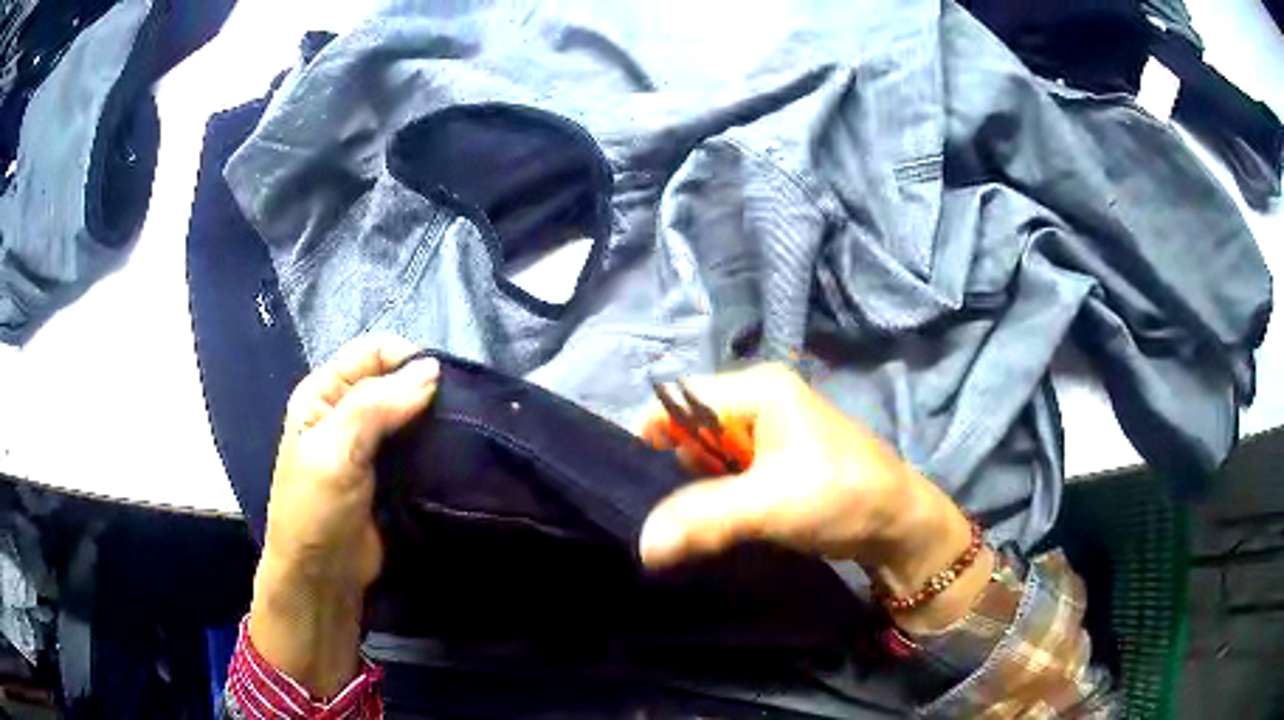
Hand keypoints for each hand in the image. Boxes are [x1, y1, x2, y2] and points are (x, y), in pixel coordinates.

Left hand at [250, 335, 438, 697]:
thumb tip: (432, 369)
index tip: (443, 385)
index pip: (372, 351)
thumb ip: (376, 405)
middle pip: (393, 378)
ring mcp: (369, 444)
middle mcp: (346, 410)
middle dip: (425, 388)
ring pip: (410, 412)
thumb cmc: (316, 510)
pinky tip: (456, 451)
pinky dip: (436, 443)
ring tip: (466, 430)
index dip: (406, 359)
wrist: (322, 576)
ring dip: (434, 417)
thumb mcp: (336, 451)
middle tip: (461, 410)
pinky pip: (417, 445)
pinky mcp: (390, 473)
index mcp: (323, 392)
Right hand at [637, 364, 992, 631]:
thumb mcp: (772, 504)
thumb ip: (706, 517)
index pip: (680, 397)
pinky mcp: (775, 462)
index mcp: (759, 389)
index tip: (636, 483)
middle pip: (690, 425)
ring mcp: (768, 433)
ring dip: (692, 486)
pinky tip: (706, 521)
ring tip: (681, 520)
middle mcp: (759, 401)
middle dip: (672, 465)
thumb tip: (644, 544)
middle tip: (658, 509)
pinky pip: (727, 473)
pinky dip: (713, 495)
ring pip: (706, 453)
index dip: (652, 434)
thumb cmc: (843, 496)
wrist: (898, 525)